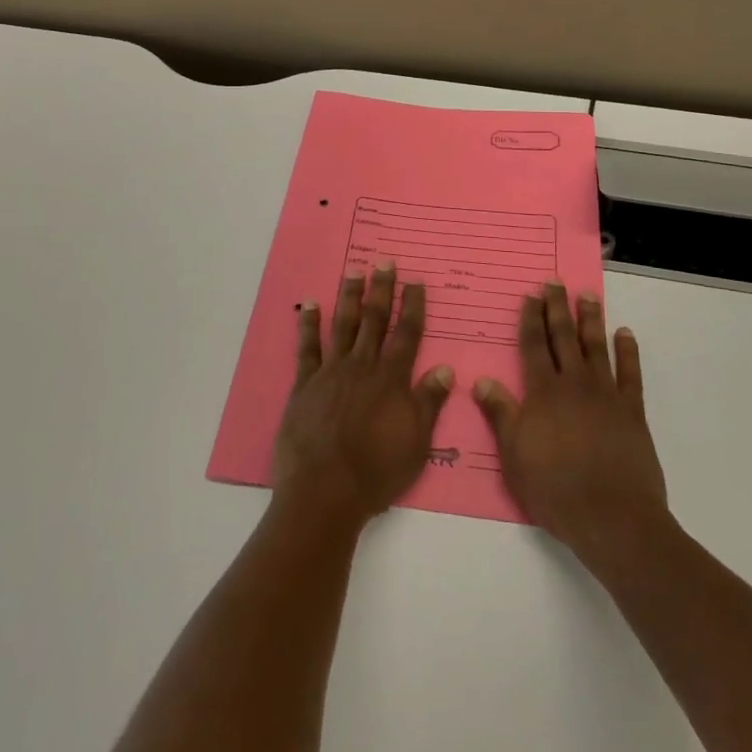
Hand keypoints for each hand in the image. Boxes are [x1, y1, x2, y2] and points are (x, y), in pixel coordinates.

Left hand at [272, 265, 453, 527]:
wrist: (325, 490)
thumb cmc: (377, 471)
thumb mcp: (416, 442)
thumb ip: (429, 402)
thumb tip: (446, 369)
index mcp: (391, 379)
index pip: (407, 334)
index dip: (412, 306)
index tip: (415, 281)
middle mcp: (362, 366)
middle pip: (374, 320)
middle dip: (381, 289)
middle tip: (384, 261)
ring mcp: (331, 372)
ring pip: (343, 325)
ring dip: (349, 297)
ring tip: (353, 271)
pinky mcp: (305, 384)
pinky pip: (307, 348)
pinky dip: (308, 325)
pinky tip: (309, 305)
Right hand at [474, 285, 667, 559]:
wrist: (612, 518)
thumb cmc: (555, 489)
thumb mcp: (514, 455)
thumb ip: (500, 414)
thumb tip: (481, 380)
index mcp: (543, 392)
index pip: (534, 346)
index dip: (531, 319)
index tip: (531, 296)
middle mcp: (574, 384)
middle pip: (563, 337)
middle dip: (557, 308)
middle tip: (555, 282)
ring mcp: (606, 395)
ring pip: (596, 347)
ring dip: (591, 320)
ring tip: (588, 296)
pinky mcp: (632, 412)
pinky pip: (630, 374)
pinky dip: (628, 352)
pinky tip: (625, 334)